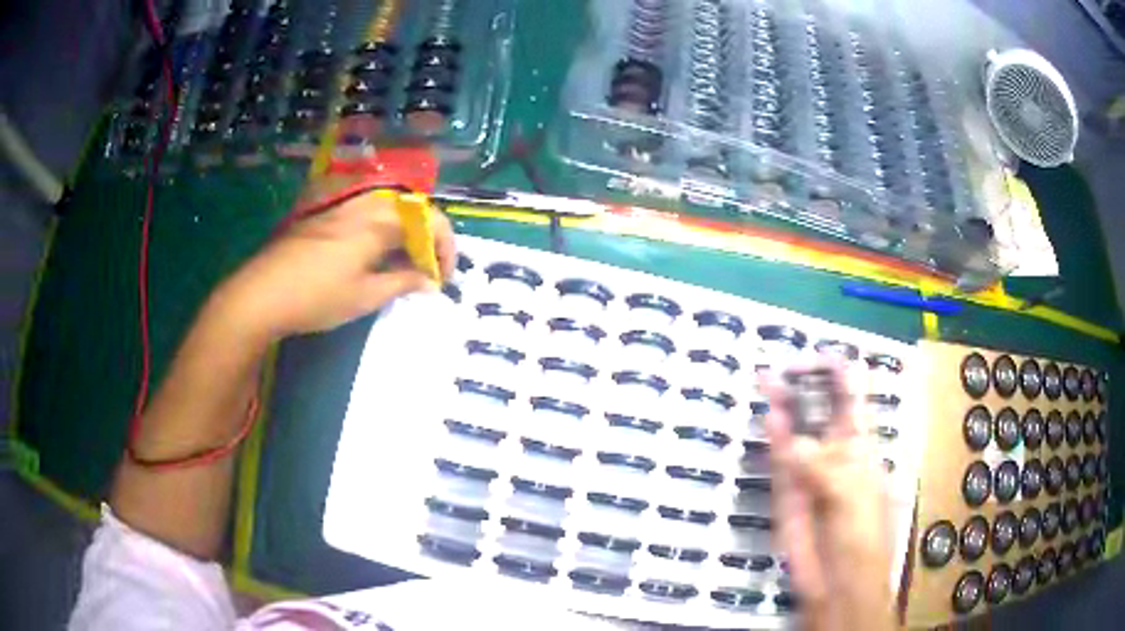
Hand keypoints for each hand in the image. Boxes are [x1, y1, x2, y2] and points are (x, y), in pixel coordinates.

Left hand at [210, 175, 456, 342]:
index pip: (429, 221)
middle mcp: (363, 206)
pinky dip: (380, 233)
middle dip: (426, 239)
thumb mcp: (365, 296)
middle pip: (410, 210)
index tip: (442, 278)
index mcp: (379, 222)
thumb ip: (402, 283)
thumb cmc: (317, 297)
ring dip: (403, 234)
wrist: (261, 293)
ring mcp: (340, 208)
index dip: (444, 248)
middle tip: (425, 271)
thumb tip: (430, 282)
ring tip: (401, 265)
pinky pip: (364, 215)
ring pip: (387, 210)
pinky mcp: (322, 217)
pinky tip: (371, 258)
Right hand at [762, 362, 894, 630]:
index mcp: (863, 448)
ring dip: (784, 406)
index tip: (819, 358)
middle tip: (782, 366)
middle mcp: (836, 453)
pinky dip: (774, 440)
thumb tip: (790, 436)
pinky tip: (769, 417)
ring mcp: (810, 473)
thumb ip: (823, 464)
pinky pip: (780, 462)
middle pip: (820, 410)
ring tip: (767, 379)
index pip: (854, 400)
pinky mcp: (787, 494)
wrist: (837, 586)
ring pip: (796, 432)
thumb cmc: (860, 539)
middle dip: (805, 386)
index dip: (839, 375)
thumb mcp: (852, 496)